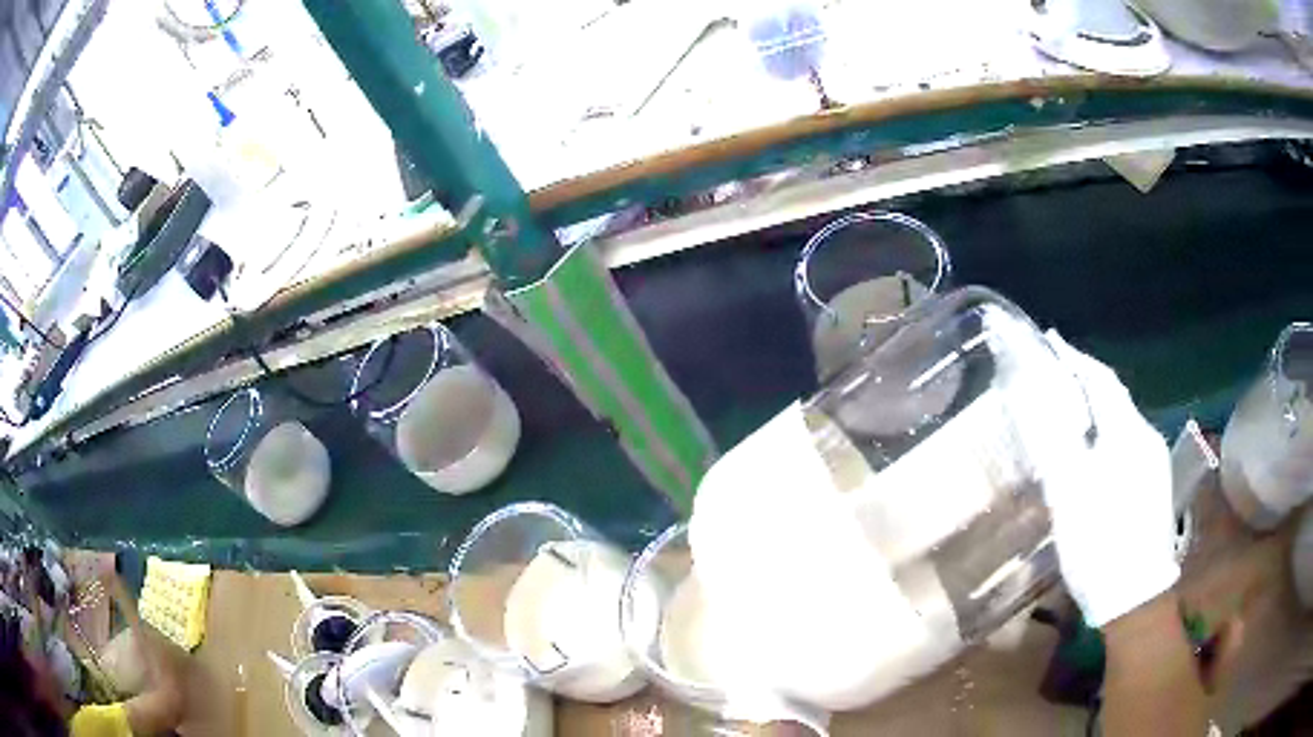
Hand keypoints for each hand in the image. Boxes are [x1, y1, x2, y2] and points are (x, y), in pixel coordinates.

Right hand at [1041, 332, 1179, 626]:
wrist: (1135, 597)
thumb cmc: (1099, 543)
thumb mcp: (1069, 494)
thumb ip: (1054, 442)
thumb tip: (1034, 399)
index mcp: (1127, 434)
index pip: (1101, 380)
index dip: (1075, 358)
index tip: (1051, 341)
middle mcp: (1146, 438)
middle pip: (1114, 397)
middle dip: (1086, 380)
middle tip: (1056, 374)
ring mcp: (1154, 463)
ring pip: (1122, 422)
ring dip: (1098, 408)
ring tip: (1071, 409)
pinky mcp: (1154, 486)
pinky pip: (1129, 444)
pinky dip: (1108, 434)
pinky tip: (1095, 452)